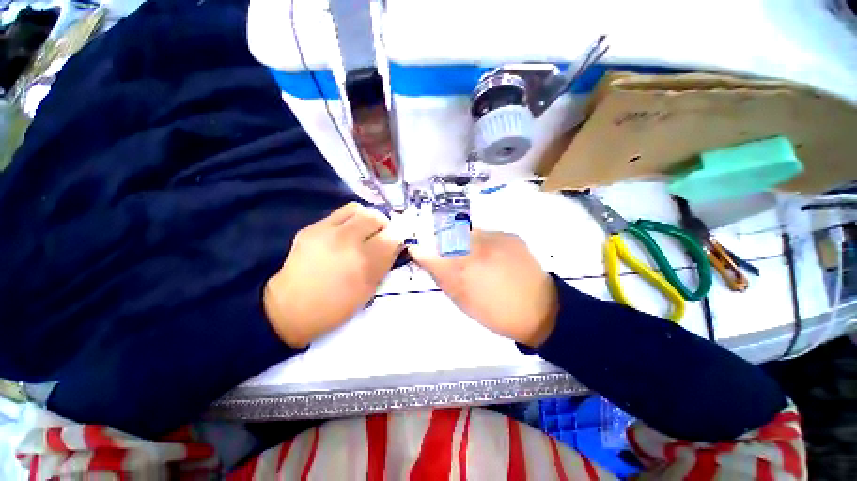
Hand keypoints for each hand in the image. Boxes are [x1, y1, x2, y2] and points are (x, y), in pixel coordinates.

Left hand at [263, 203, 402, 347]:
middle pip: (376, 217)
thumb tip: (395, 244)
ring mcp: (326, 232)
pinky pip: (339, 213)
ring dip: (367, 218)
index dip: (397, 238)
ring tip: (365, 230)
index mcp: (364, 262)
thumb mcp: (369, 290)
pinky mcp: (312, 228)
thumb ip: (385, 263)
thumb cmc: (336, 306)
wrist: (291, 308)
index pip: (392, 236)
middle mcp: (346, 242)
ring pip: (358, 209)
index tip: (395, 243)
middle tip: (380, 236)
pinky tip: (346, 232)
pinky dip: (350, 219)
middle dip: (384, 225)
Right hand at [410, 231, 557, 347]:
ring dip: (462, 242)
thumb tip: (427, 261)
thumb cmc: (497, 313)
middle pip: (446, 236)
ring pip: (466, 233)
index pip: (430, 253)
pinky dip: (482, 242)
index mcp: (462, 271)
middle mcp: (475, 248)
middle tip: (447, 255)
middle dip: (441, 243)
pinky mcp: (509, 235)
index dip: (420, 250)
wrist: (540, 309)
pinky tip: (492, 256)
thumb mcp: (463, 302)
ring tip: (473, 257)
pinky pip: (486, 234)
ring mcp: (495, 238)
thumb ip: (443, 278)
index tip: (416, 249)